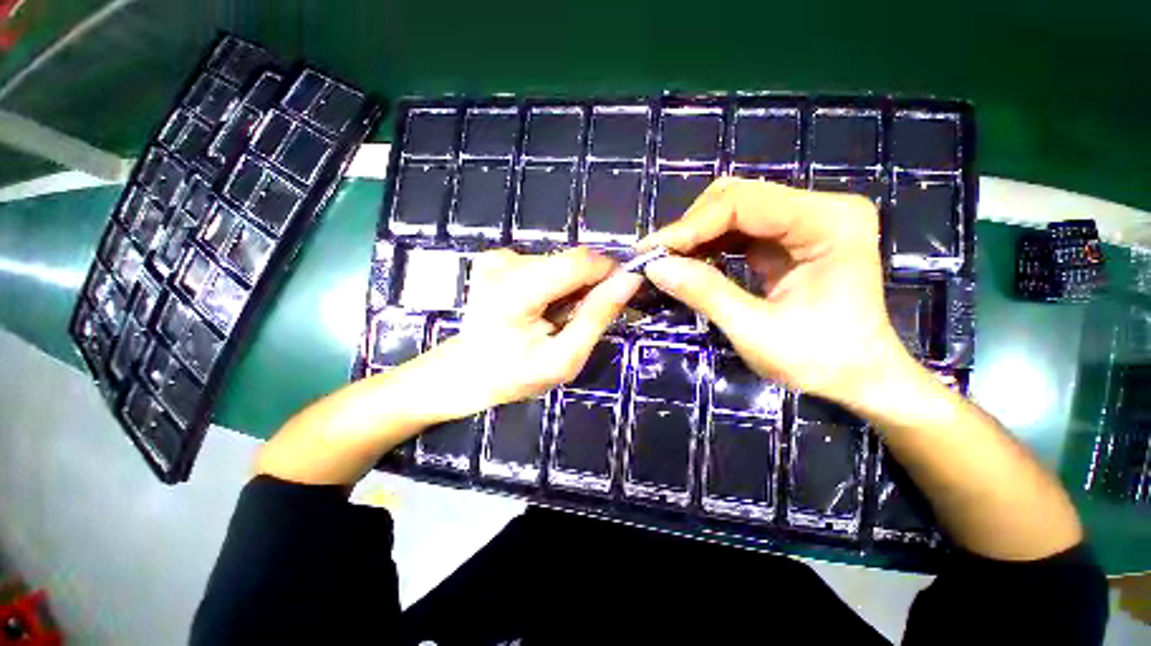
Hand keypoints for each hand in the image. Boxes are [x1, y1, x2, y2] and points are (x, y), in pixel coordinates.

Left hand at [416, 247, 641, 419]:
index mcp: (515, 292)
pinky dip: (553, 284)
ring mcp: (497, 258)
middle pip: (570, 261)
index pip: (577, 262)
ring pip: (559, 262)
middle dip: (588, 285)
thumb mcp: (563, 359)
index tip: (621, 292)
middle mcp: (503, 263)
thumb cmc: (513, 375)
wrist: (464, 373)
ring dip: (570, 287)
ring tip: (557, 316)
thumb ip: (596, 318)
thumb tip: (630, 280)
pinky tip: (541, 307)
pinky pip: (543, 265)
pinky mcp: (497, 258)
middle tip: (581, 318)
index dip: (608, 271)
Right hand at [639, 177, 913, 404]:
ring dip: (696, 235)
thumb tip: (655, 267)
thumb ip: (706, 294)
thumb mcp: (756, 332)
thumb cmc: (820, 360)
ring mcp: (806, 220)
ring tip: (668, 261)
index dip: (691, 225)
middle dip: (691, 227)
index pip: (745, 204)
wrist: (860, 376)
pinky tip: (691, 262)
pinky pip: (739, 228)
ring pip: (734, 209)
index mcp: (829, 223)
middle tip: (657, 258)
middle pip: (738, 197)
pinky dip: (709, 244)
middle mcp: (821, 208)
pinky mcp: (792, 236)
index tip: (651, 251)